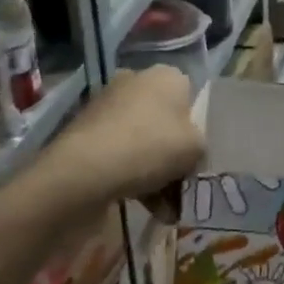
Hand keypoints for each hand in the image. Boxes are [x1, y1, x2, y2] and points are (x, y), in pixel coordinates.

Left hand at [59, 66, 204, 202]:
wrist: (84, 171)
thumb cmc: (151, 147)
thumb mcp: (196, 148)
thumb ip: (200, 145)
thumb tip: (188, 150)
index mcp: (165, 76)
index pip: (190, 97)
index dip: (195, 128)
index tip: (195, 155)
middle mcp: (135, 82)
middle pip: (164, 121)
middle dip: (173, 154)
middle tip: (180, 185)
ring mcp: (106, 106)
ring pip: (142, 140)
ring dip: (155, 171)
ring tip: (163, 207)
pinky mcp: (85, 132)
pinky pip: (119, 152)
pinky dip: (131, 175)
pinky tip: (141, 205)